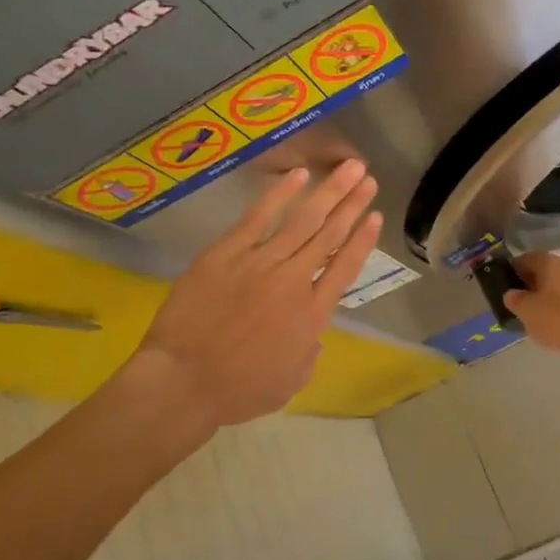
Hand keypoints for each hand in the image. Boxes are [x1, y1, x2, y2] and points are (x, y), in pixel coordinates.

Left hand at [135, 160, 381, 428]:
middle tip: (367, 178)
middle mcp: (294, 281)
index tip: (375, 216)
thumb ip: (308, 355)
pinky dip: (280, 194)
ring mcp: (260, 262)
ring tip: (349, 168)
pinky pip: (258, 216)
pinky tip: (298, 175)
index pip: (345, 267)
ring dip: (328, 192)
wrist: (183, 381)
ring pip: (302, 220)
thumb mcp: (289, 383)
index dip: (363, 239)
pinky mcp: (227, 252)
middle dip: (352, 203)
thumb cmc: (237, 391)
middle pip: (329, 234)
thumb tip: (312, 337)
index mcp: (312, 314)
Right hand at [505, 252, 559, 371]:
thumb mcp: (527, 312)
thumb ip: (514, 300)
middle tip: (518, 307)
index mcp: (550, 263)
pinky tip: (557, 328)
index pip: (524, 259)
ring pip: (557, 288)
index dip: (511, 272)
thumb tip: (512, 293)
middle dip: (529, 288)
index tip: (503, 289)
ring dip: (545, 301)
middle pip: (542, 273)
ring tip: (536, 321)